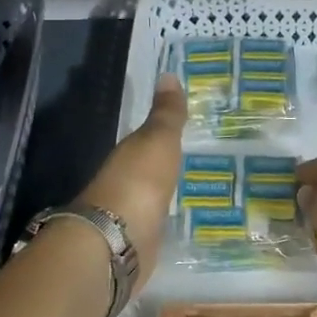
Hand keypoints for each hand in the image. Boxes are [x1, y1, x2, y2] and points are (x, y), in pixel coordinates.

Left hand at [78, 73, 185, 291]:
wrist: (118, 241)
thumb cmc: (139, 182)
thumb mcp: (158, 140)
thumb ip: (166, 114)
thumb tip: (168, 74)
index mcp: (127, 154)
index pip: (145, 139)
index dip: (163, 132)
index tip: (185, 127)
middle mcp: (125, 182)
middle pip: (147, 168)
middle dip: (166, 163)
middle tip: (198, 157)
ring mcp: (130, 215)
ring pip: (152, 196)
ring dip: (165, 191)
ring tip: (196, 188)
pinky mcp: (139, 242)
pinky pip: (156, 223)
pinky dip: (165, 219)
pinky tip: (181, 220)